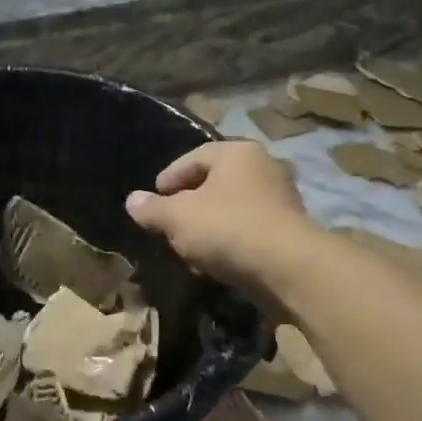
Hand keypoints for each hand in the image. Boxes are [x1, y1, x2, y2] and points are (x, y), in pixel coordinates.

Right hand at [126, 140, 312, 294]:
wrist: (288, 267)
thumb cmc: (227, 228)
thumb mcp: (178, 217)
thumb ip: (153, 208)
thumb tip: (132, 200)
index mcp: (237, 153)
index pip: (194, 157)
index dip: (169, 177)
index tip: (154, 197)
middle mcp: (264, 167)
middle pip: (216, 181)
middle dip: (190, 201)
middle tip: (170, 220)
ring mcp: (281, 199)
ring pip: (233, 207)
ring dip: (210, 223)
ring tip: (189, 244)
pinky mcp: (289, 231)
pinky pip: (249, 229)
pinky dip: (230, 240)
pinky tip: (215, 260)